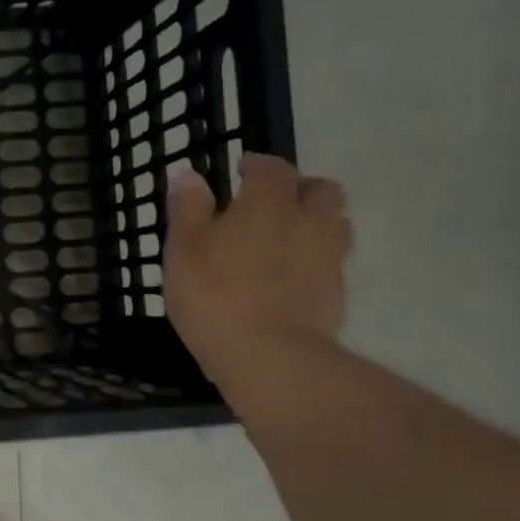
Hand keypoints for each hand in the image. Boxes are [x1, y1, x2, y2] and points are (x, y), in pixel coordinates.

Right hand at [163, 153, 352, 389]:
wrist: (267, 355)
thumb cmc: (213, 295)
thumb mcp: (183, 249)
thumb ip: (187, 208)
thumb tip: (188, 174)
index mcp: (268, 204)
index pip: (273, 168)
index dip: (257, 165)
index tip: (240, 171)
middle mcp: (308, 221)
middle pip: (320, 190)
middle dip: (298, 188)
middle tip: (271, 203)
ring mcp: (329, 258)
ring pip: (335, 223)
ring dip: (315, 220)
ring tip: (286, 237)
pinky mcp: (337, 292)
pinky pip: (332, 261)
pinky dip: (315, 258)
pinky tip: (290, 277)